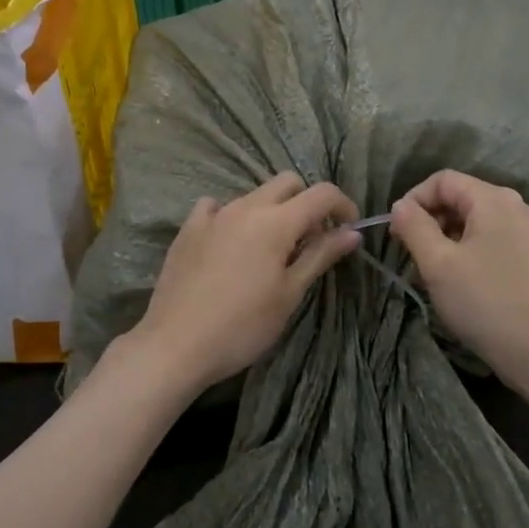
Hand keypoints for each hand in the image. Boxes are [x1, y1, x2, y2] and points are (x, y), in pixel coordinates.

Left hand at [129, 172, 360, 395]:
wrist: (177, 344)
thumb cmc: (243, 325)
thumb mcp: (290, 293)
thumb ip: (320, 256)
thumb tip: (352, 233)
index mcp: (276, 221)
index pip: (322, 194)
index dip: (343, 205)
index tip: (349, 230)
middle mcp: (245, 207)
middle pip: (287, 183)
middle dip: (307, 202)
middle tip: (312, 239)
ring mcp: (213, 215)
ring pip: (253, 195)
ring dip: (272, 211)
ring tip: (271, 249)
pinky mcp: (188, 229)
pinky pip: (216, 207)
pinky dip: (232, 216)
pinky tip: (230, 243)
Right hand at [390, 170, 528, 393]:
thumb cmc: (484, 301)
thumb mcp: (437, 263)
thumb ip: (414, 227)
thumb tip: (400, 206)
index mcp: (493, 200)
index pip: (442, 180)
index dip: (414, 199)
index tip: (396, 233)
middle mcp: (514, 206)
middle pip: (459, 197)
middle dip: (429, 219)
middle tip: (409, 252)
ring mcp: (525, 230)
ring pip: (473, 219)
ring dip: (445, 236)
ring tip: (430, 269)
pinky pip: (488, 237)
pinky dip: (465, 248)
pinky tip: (456, 278)